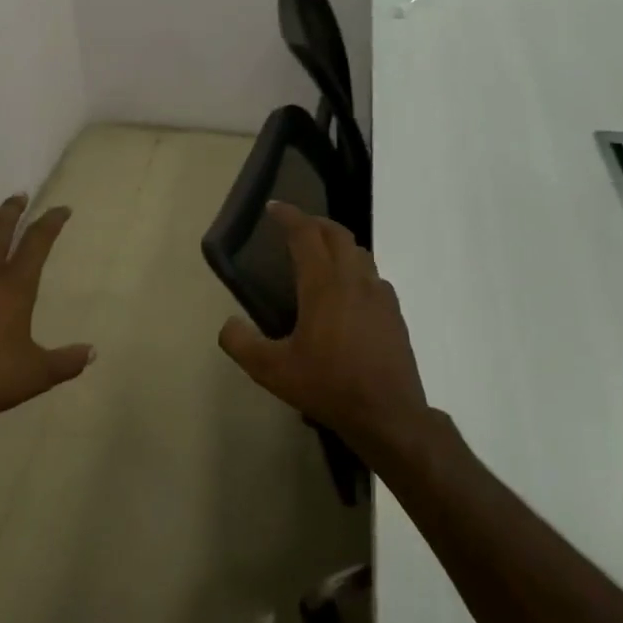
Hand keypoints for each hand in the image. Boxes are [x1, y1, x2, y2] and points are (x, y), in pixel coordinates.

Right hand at [218, 203, 430, 457]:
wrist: (388, 415)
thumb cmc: (328, 386)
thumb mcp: (272, 371)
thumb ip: (241, 344)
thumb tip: (227, 324)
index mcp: (324, 285)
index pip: (306, 235)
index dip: (289, 216)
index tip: (274, 207)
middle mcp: (354, 281)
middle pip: (337, 234)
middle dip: (315, 223)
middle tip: (295, 226)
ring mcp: (380, 296)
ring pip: (359, 253)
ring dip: (337, 244)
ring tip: (319, 255)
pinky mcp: (394, 314)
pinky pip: (373, 277)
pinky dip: (355, 270)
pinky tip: (346, 293)